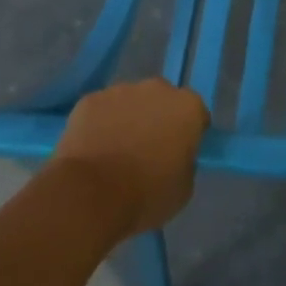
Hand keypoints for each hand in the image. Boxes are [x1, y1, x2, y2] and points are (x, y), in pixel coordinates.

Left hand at [51, 79, 209, 239]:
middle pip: (163, 101)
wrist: (89, 196)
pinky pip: (101, 110)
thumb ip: (185, 162)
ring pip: (130, 103)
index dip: (188, 134)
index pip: (196, 115)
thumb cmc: (146, 195)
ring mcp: (121, 90)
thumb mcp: (183, 188)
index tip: (179, 154)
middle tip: (147, 151)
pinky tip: (92, 150)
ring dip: (128, 119)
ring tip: (115, 152)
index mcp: (188, 107)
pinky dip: (99, 124)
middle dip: (158, 119)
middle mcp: (158, 89)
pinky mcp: (89, 100)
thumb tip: (175, 156)